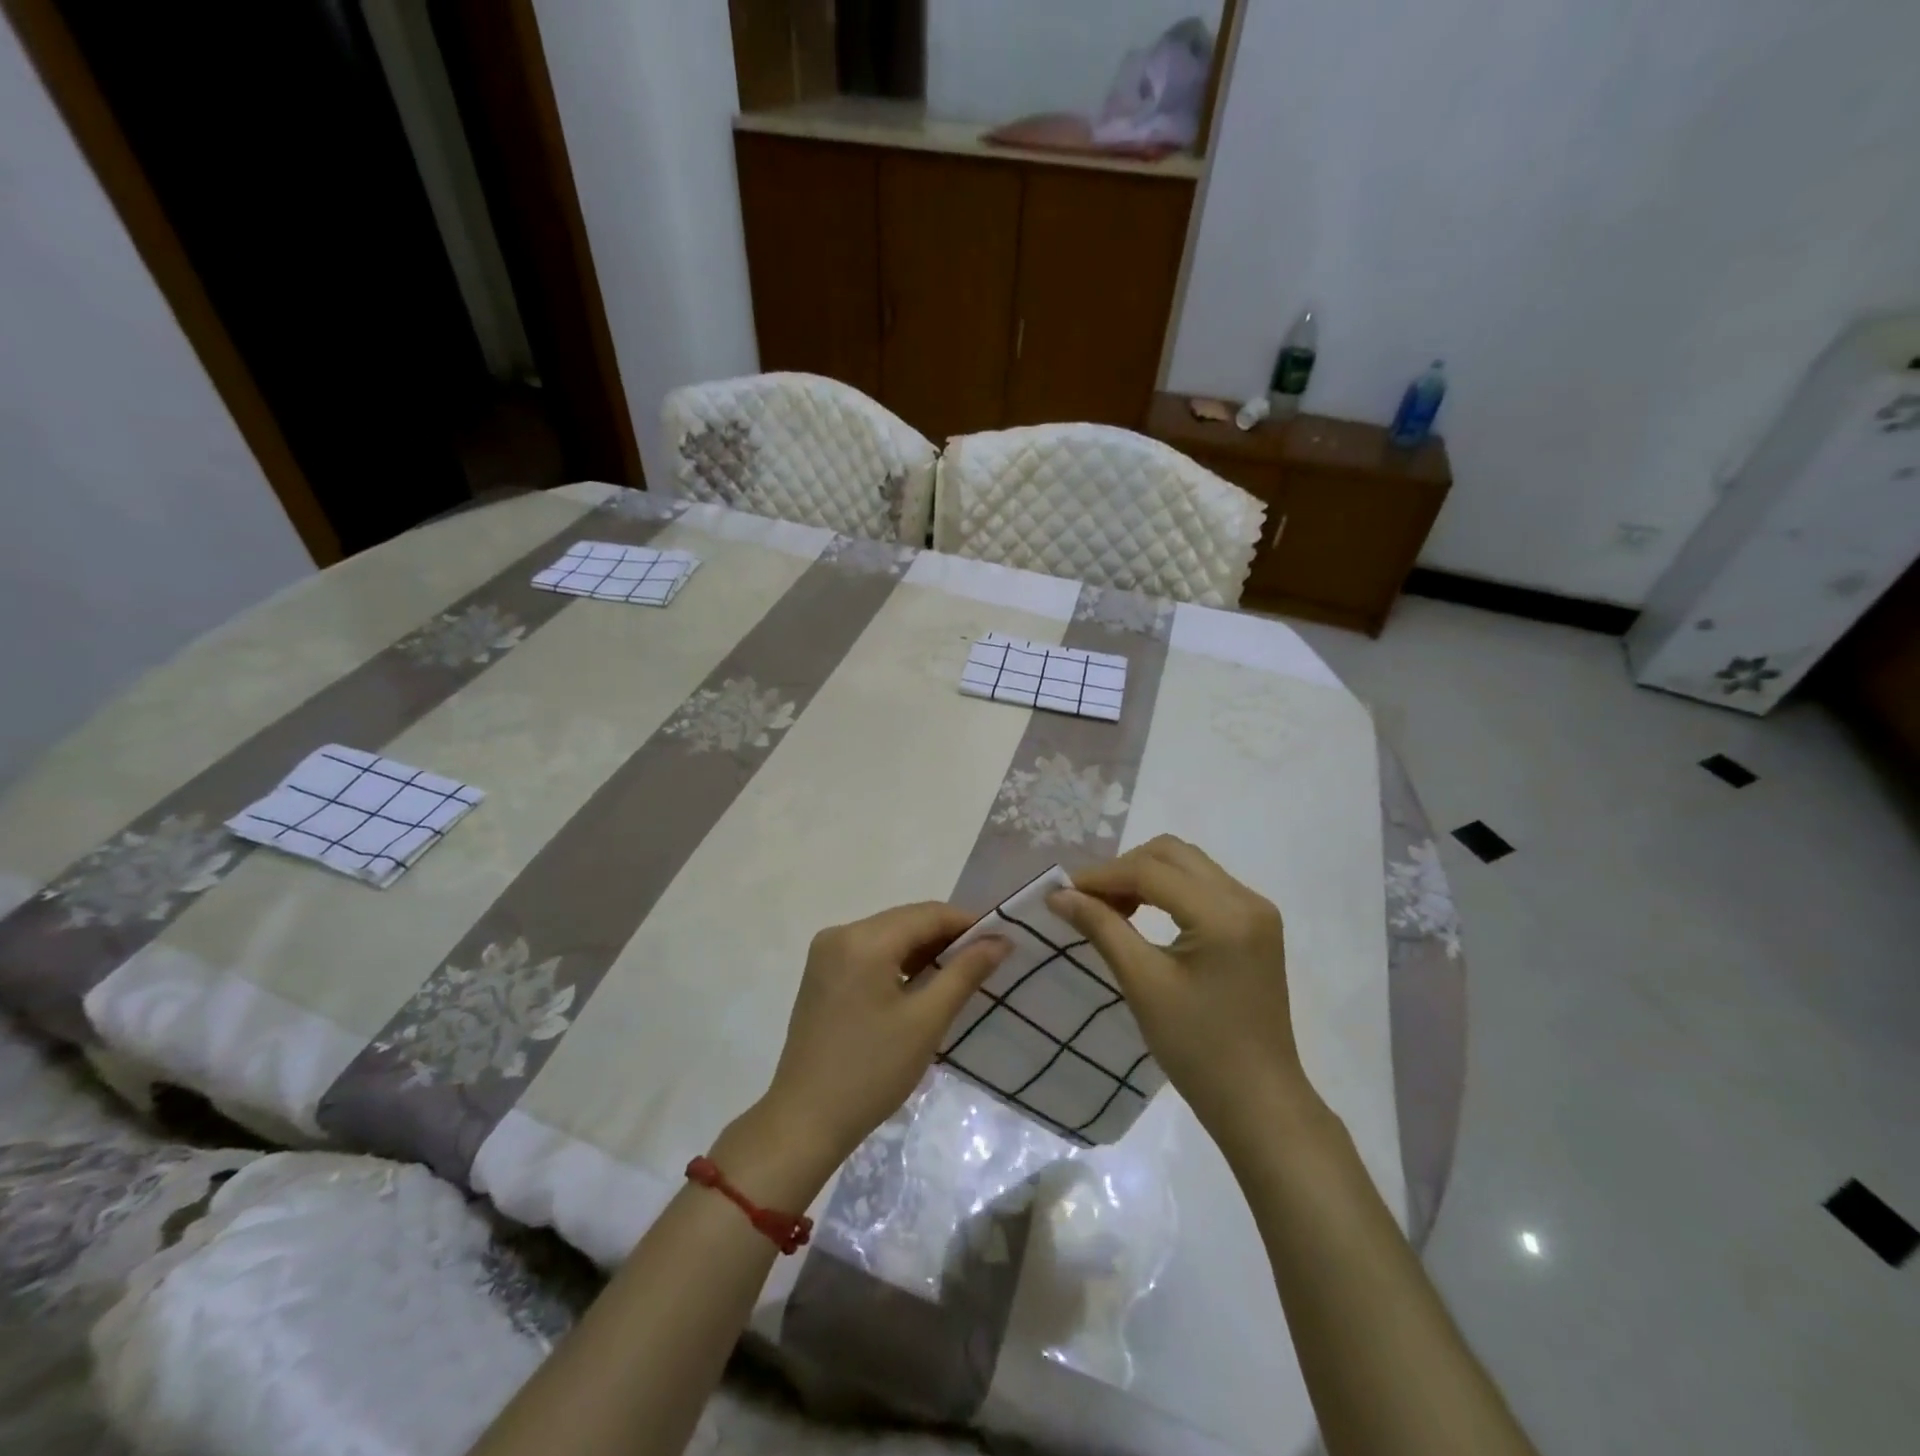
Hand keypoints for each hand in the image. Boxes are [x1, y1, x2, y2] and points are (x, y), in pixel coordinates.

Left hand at [764, 903, 1009, 1163]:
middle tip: (985, 961)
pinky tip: (920, 983)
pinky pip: (870, 952)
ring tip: (958, 974)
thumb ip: (965, 972)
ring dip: (923, 949)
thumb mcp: (927, 1020)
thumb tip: (1000, 940)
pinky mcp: (821, 973)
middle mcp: (841, 933)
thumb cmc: (872, 1071)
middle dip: (946, 936)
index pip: (927, 914)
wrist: (805, 1120)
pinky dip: (898, 961)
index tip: (1000, 942)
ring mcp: (826, 952)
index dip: (968, 923)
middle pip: (906, 920)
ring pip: (889, 935)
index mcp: (864, 939)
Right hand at [1048, 836, 1316, 1155]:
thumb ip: (1102, 928)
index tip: (1063, 892)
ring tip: (1112, 910)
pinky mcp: (1255, 926)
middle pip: (1172, 854)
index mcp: (1224, 914)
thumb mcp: (1143, 984)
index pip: (1151, 870)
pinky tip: (1143, 916)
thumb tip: (1059, 895)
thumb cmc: (1198, 1049)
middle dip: (1124, 869)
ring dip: (1146, 876)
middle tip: (1089, 901)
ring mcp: (1256, 911)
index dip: (1102, 876)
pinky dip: (1168, 890)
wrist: (1259, 1102)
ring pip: (1188, 865)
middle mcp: (1246, 899)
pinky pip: (1203, 886)